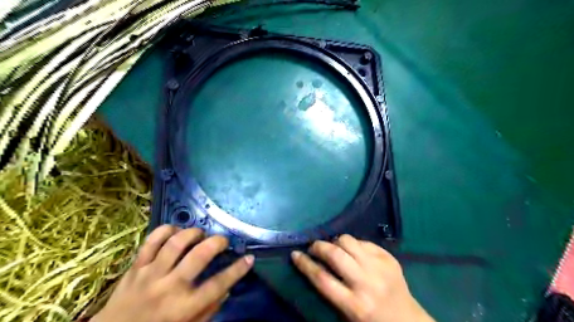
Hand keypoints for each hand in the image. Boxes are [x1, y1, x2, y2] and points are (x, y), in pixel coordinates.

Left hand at [93, 226, 252, 321]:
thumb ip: (209, 310)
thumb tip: (227, 288)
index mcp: (184, 307)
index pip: (218, 285)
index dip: (237, 270)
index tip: (250, 258)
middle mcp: (169, 287)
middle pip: (199, 256)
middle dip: (217, 243)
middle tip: (223, 241)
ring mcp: (151, 274)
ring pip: (175, 244)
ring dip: (193, 234)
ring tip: (200, 235)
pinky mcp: (136, 266)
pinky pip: (151, 241)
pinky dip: (166, 231)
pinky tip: (176, 231)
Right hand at [294, 234, 431, 321]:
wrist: (407, 321)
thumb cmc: (371, 321)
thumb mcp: (347, 315)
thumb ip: (331, 291)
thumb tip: (314, 264)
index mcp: (354, 305)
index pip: (322, 279)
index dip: (305, 265)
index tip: (295, 255)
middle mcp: (367, 283)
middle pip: (335, 255)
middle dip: (318, 247)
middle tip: (313, 248)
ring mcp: (380, 267)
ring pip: (349, 241)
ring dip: (336, 241)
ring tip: (334, 248)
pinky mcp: (389, 258)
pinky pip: (364, 241)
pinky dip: (354, 244)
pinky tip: (354, 252)